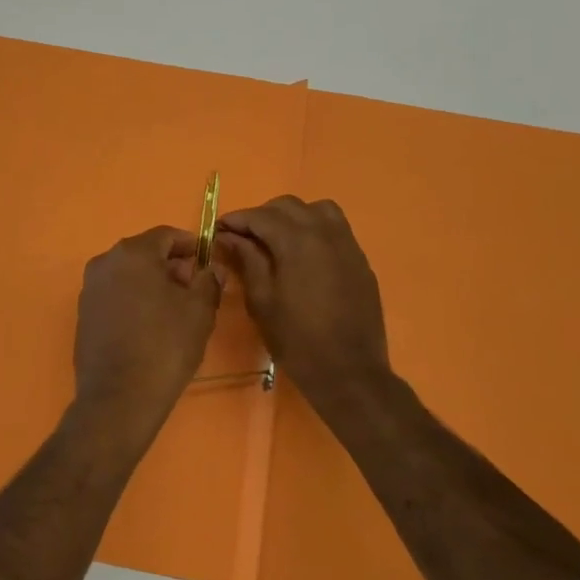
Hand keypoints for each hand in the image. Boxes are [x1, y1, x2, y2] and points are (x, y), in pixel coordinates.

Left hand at [71, 226, 221, 445]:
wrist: (119, 397)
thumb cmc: (164, 346)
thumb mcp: (199, 312)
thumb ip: (208, 282)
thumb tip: (211, 269)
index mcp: (132, 253)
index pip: (166, 235)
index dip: (190, 245)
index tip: (207, 261)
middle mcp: (105, 262)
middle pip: (145, 253)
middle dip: (171, 265)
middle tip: (195, 288)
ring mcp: (90, 288)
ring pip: (128, 274)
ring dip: (152, 283)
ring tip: (175, 310)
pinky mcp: (84, 313)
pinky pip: (115, 294)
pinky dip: (134, 299)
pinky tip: (150, 325)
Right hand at [215, 196, 392, 415]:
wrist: (350, 373)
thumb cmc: (297, 340)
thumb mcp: (262, 301)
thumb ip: (246, 260)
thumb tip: (229, 236)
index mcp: (297, 241)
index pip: (261, 216)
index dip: (237, 220)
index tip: (219, 230)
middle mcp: (325, 233)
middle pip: (289, 206)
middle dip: (263, 215)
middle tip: (245, 237)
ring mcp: (348, 245)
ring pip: (318, 210)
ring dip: (293, 216)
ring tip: (278, 239)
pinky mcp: (360, 261)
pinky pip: (336, 229)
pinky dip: (315, 229)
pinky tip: (305, 256)